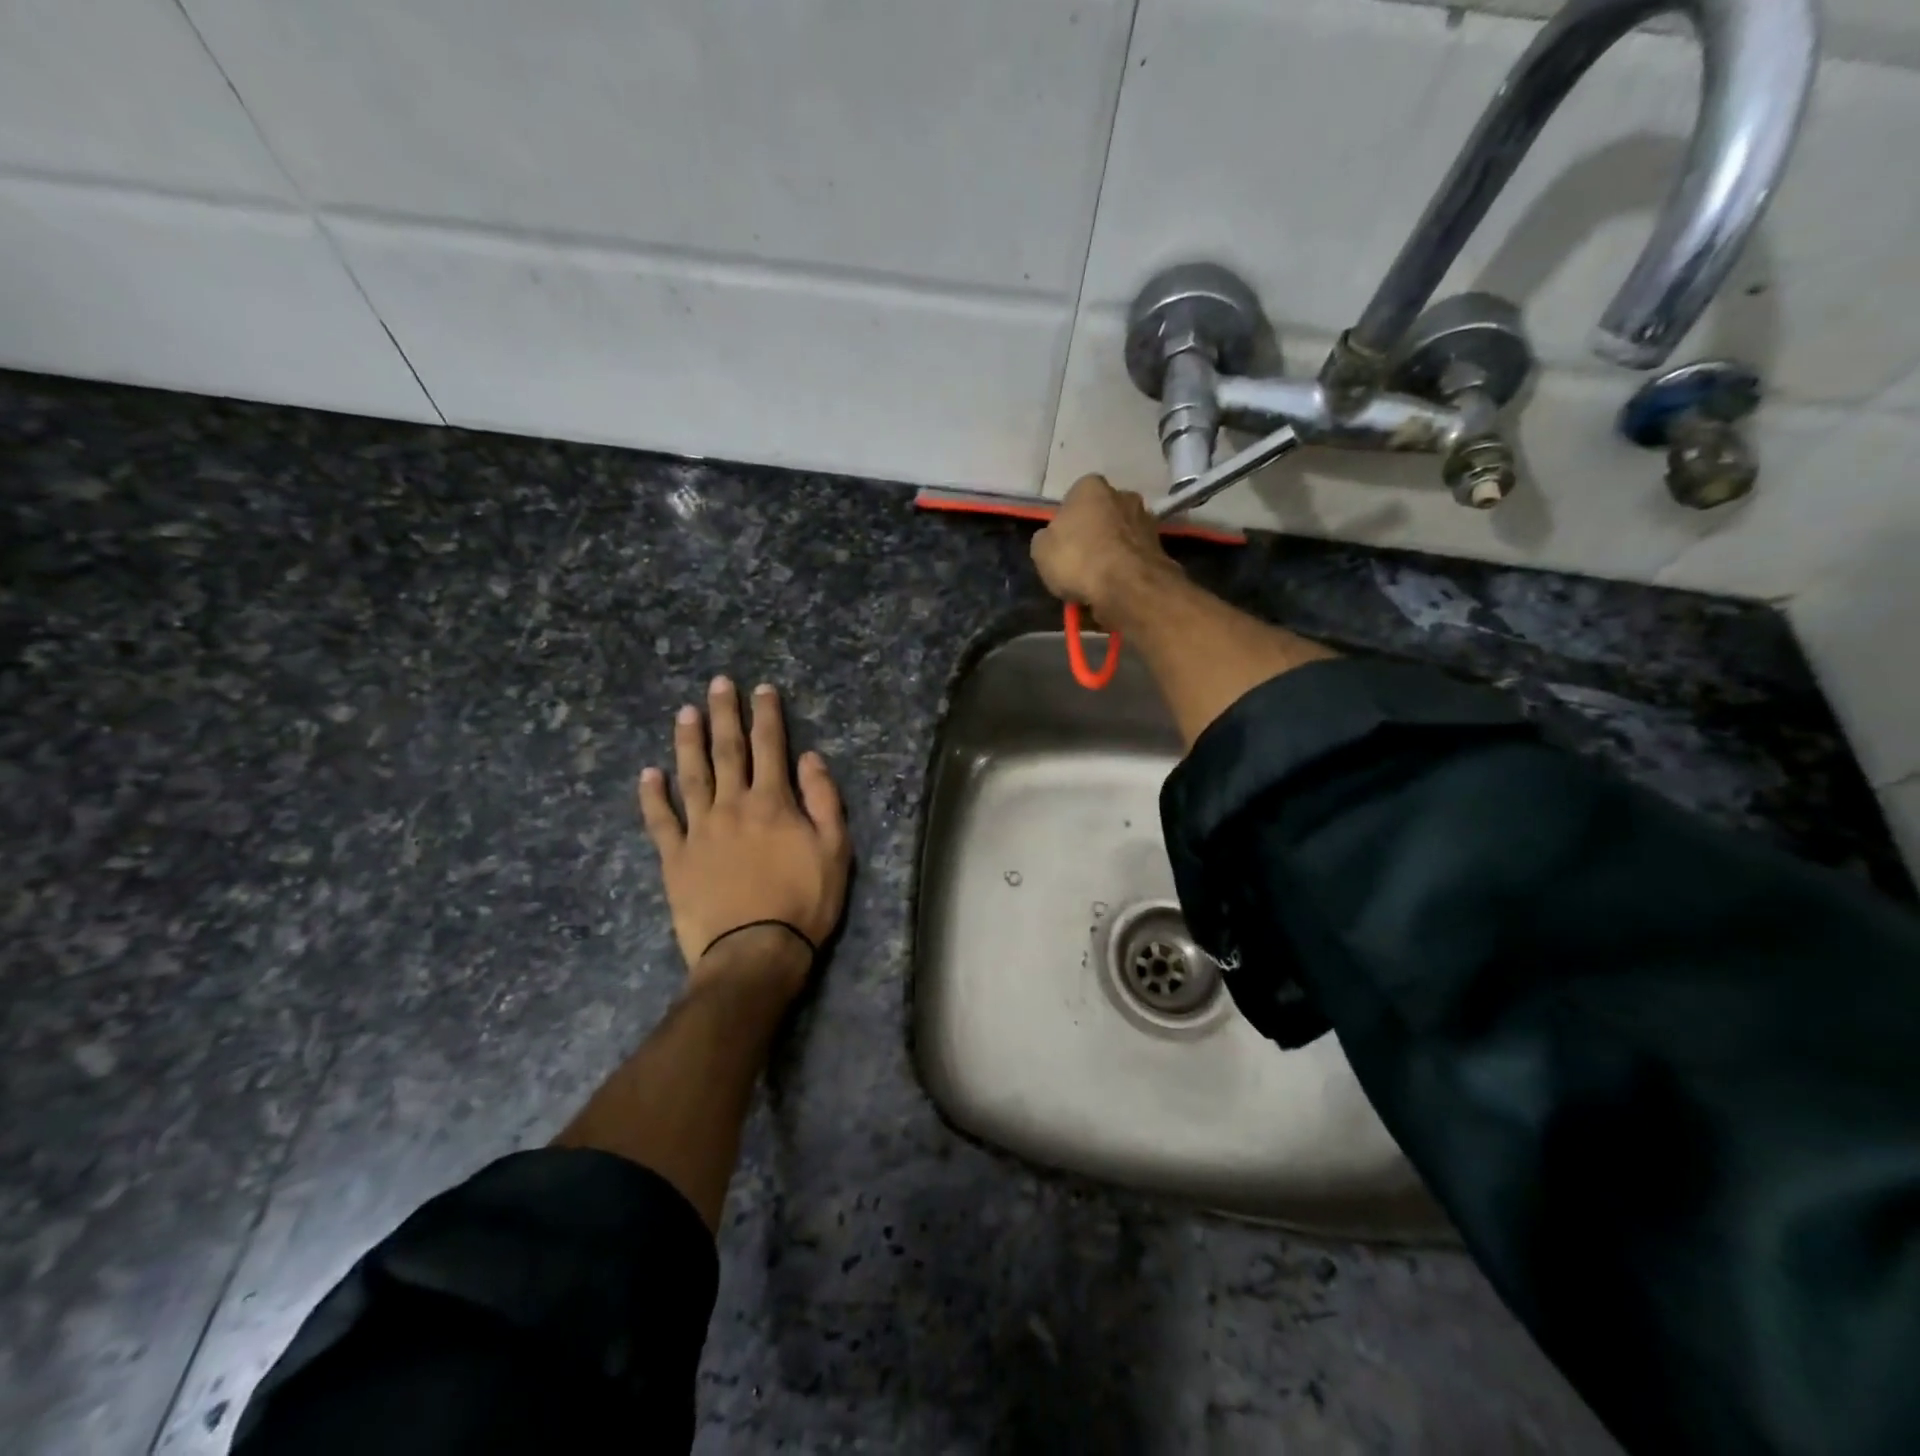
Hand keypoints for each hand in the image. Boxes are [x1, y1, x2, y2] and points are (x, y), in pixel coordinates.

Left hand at [638, 677, 850, 991]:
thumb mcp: (835, 850)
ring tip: (685, 713)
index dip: (766, 715)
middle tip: (717, 684)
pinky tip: (648, 774)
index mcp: (772, 802)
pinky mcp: (675, 858)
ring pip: (691, 775)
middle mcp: (732, 805)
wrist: (755, 952)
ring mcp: (699, 830)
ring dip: (688, 742)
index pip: (770, 747)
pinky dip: (653, 796)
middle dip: (724, 714)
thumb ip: (824, 799)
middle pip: (728, 751)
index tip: (761, 689)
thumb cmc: (804, 902)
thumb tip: (810, 757)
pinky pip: (660, 820)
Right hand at [1030, 474, 1180, 619]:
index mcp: (1090, 486)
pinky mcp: (1160, 545)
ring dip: (1111, 551)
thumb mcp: (1041, 550)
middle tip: (1080, 561)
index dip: (1066, 523)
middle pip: (1101, 515)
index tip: (1061, 545)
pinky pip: (1134, 555)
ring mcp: (1146, 519)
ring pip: (1120, 535)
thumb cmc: (1077, 559)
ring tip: (1098, 579)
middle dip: (1093, 533)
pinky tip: (1116, 585)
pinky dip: (1126, 567)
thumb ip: (1046, 539)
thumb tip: (1052, 539)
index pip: (1073, 499)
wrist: (1127, 586)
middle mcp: (1122, 494)